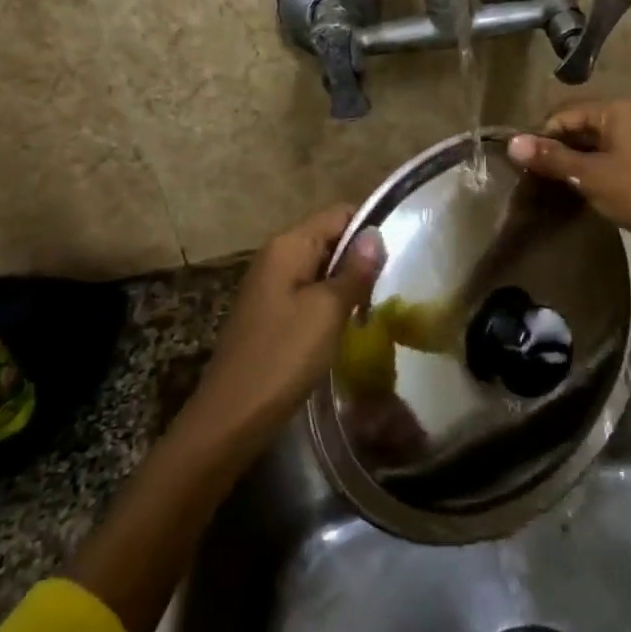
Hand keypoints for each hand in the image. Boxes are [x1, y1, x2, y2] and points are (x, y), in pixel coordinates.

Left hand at [185, 204, 385, 446]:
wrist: (232, 417)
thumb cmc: (283, 356)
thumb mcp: (328, 311)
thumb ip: (354, 270)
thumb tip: (375, 234)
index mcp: (288, 245)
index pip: (339, 214)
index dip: (369, 229)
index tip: (398, 255)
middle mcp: (276, 256)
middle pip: (330, 238)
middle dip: (360, 258)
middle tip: (391, 286)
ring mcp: (271, 285)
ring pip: (322, 268)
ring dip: (347, 284)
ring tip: (375, 307)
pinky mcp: (271, 312)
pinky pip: (309, 293)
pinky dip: (330, 303)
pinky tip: (347, 325)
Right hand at [509, 100, 630, 269]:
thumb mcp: (589, 174)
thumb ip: (552, 158)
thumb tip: (512, 143)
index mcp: (617, 110)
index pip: (565, 114)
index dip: (542, 136)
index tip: (524, 164)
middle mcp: (629, 116)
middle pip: (579, 126)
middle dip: (557, 149)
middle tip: (534, 177)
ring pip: (593, 144)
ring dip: (572, 162)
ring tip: (551, 185)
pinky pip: (607, 158)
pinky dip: (590, 170)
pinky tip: (577, 189)